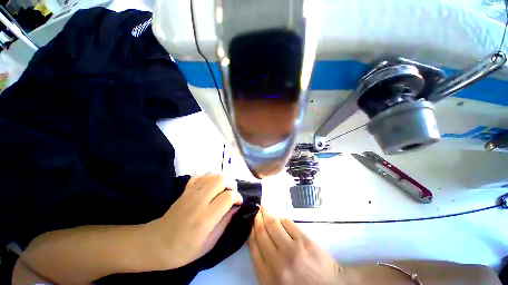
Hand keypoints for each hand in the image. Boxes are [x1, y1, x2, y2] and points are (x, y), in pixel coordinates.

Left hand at [149, 174, 242, 268]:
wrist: (156, 243)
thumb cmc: (185, 249)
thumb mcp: (210, 243)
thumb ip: (225, 222)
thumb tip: (236, 206)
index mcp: (206, 218)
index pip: (228, 196)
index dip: (237, 197)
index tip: (238, 202)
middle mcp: (199, 200)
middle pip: (221, 179)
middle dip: (231, 183)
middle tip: (231, 193)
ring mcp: (191, 192)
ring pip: (212, 174)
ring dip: (222, 179)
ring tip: (223, 189)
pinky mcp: (185, 189)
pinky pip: (200, 175)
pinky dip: (209, 177)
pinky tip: (210, 186)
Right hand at [249, 207, 346, 284]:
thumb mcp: (277, 283)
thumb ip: (264, 265)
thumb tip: (256, 239)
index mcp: (269, 277)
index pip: (254, 247)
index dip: (251, 231)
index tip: (251, 223)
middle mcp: (278, 263)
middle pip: (262, 233)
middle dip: (257, 219)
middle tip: (256, 211)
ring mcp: (293, 250)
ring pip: (273, 224)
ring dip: (267, 214)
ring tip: (264, 208)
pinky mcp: (305, 241)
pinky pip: (287, 223)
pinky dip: (280, 218)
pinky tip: (278, 217)